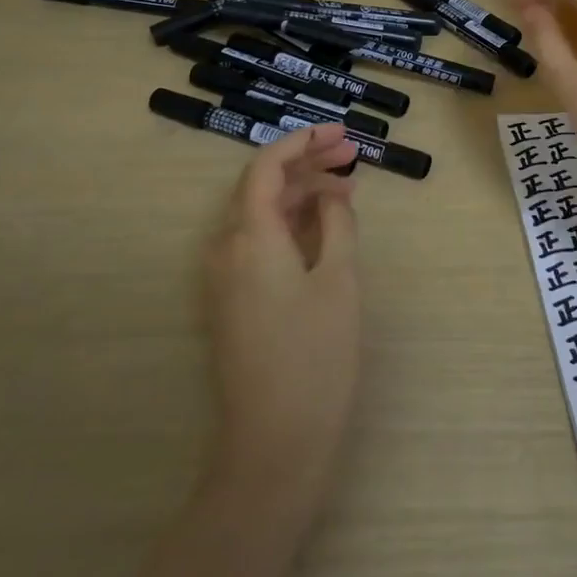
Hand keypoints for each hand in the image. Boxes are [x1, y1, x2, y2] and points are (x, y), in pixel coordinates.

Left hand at [201, 124, 360, 515]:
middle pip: (262, 188)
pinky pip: (258, 244)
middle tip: (352, 156)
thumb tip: (332, 195)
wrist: (274, 443)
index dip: (303, 142)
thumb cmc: (315, 356)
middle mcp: (225, 249)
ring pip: (261, 216)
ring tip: (347, 190)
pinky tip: (322, 229)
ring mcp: (224, 278)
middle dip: (307, 166)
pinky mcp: (231, 302)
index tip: (341, 133)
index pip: (267, 167)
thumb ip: (336, 225)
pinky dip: (290, 226)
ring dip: (302, 196)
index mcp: (249, 236)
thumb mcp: (339, 280)